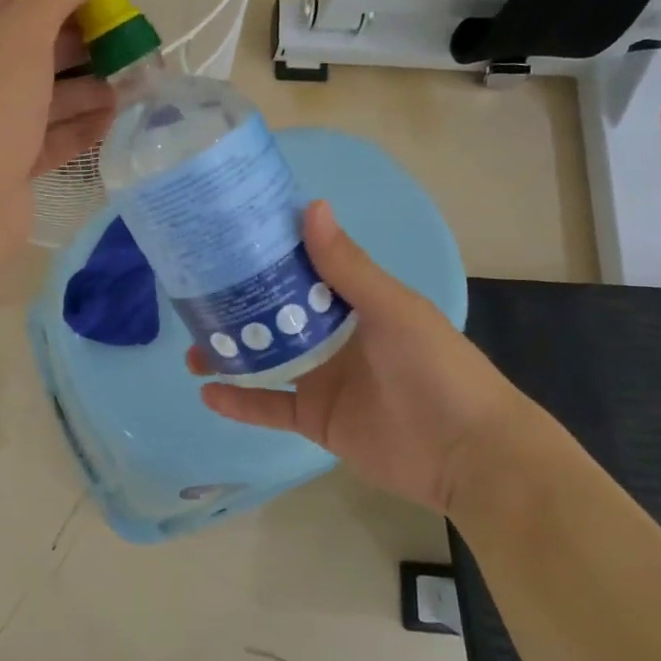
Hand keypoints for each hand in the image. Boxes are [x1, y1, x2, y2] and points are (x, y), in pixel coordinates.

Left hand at [0, 0, 114, 233]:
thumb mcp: (23, 32)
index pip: (12, 4)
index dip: (62, 1)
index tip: (108, 5)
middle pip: (31, 53)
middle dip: (82, 51)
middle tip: (131, 47)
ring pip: (41, 98)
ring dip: (87, 90)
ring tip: (133, 85)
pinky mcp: (1, 166)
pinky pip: (44, 138)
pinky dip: (77, 127)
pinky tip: (113, 119)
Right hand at [189, 201, 539, 513]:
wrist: (468, 454)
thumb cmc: (436, 368)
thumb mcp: (393, 309)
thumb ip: (348, 266)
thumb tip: (311, 206)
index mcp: (354, 302)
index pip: (302, 270)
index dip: (266, 256)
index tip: (224, 242)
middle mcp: (334, 336)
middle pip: (275, 315)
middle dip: (237, 308)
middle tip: (194, 301)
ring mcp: (322, 379)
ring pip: (266, 359)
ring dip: (231, 354)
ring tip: (191, 350)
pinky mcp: (316, 419)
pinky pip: (270, 407)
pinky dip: (240, 403)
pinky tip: (207, 393)